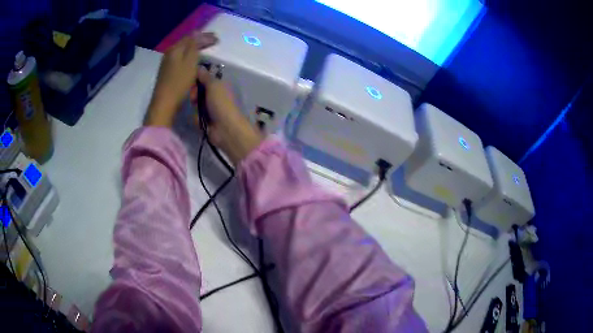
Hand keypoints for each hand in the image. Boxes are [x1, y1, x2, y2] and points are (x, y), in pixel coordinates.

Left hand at [145, 32, 217, 127]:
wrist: (164, 104)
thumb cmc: (179, 83)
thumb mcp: (190, 62)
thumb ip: (194, 45)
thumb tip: (197, 32)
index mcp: (175, 49)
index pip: (191, 37)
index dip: (204, 36)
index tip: (217, 39)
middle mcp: (169, 54)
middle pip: (186, 43)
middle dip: (200, 41)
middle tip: (213, 41)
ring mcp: (167, 64)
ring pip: (183, 51)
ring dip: (195, 49)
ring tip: (205, 49)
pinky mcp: (167, 73)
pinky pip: (181, 59)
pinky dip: (189, 57)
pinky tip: (194, 60)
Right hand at [193, 68, 263, 164]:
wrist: (226, 129)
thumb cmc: (221, 103)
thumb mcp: (214, 85)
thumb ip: (205, 76)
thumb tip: (199, 67)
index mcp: (219, 86)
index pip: (204, 80)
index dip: (197, 80)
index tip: (193, 82)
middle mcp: (215, 96)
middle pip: (198, 92)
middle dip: (194, 94)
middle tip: (194, 98)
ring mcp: (210, 110)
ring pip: (195, 105)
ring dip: (196, 108)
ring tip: (199, 112)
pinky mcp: (206, 122)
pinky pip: (196, 117)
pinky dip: (197, 119)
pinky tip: (200, 121)